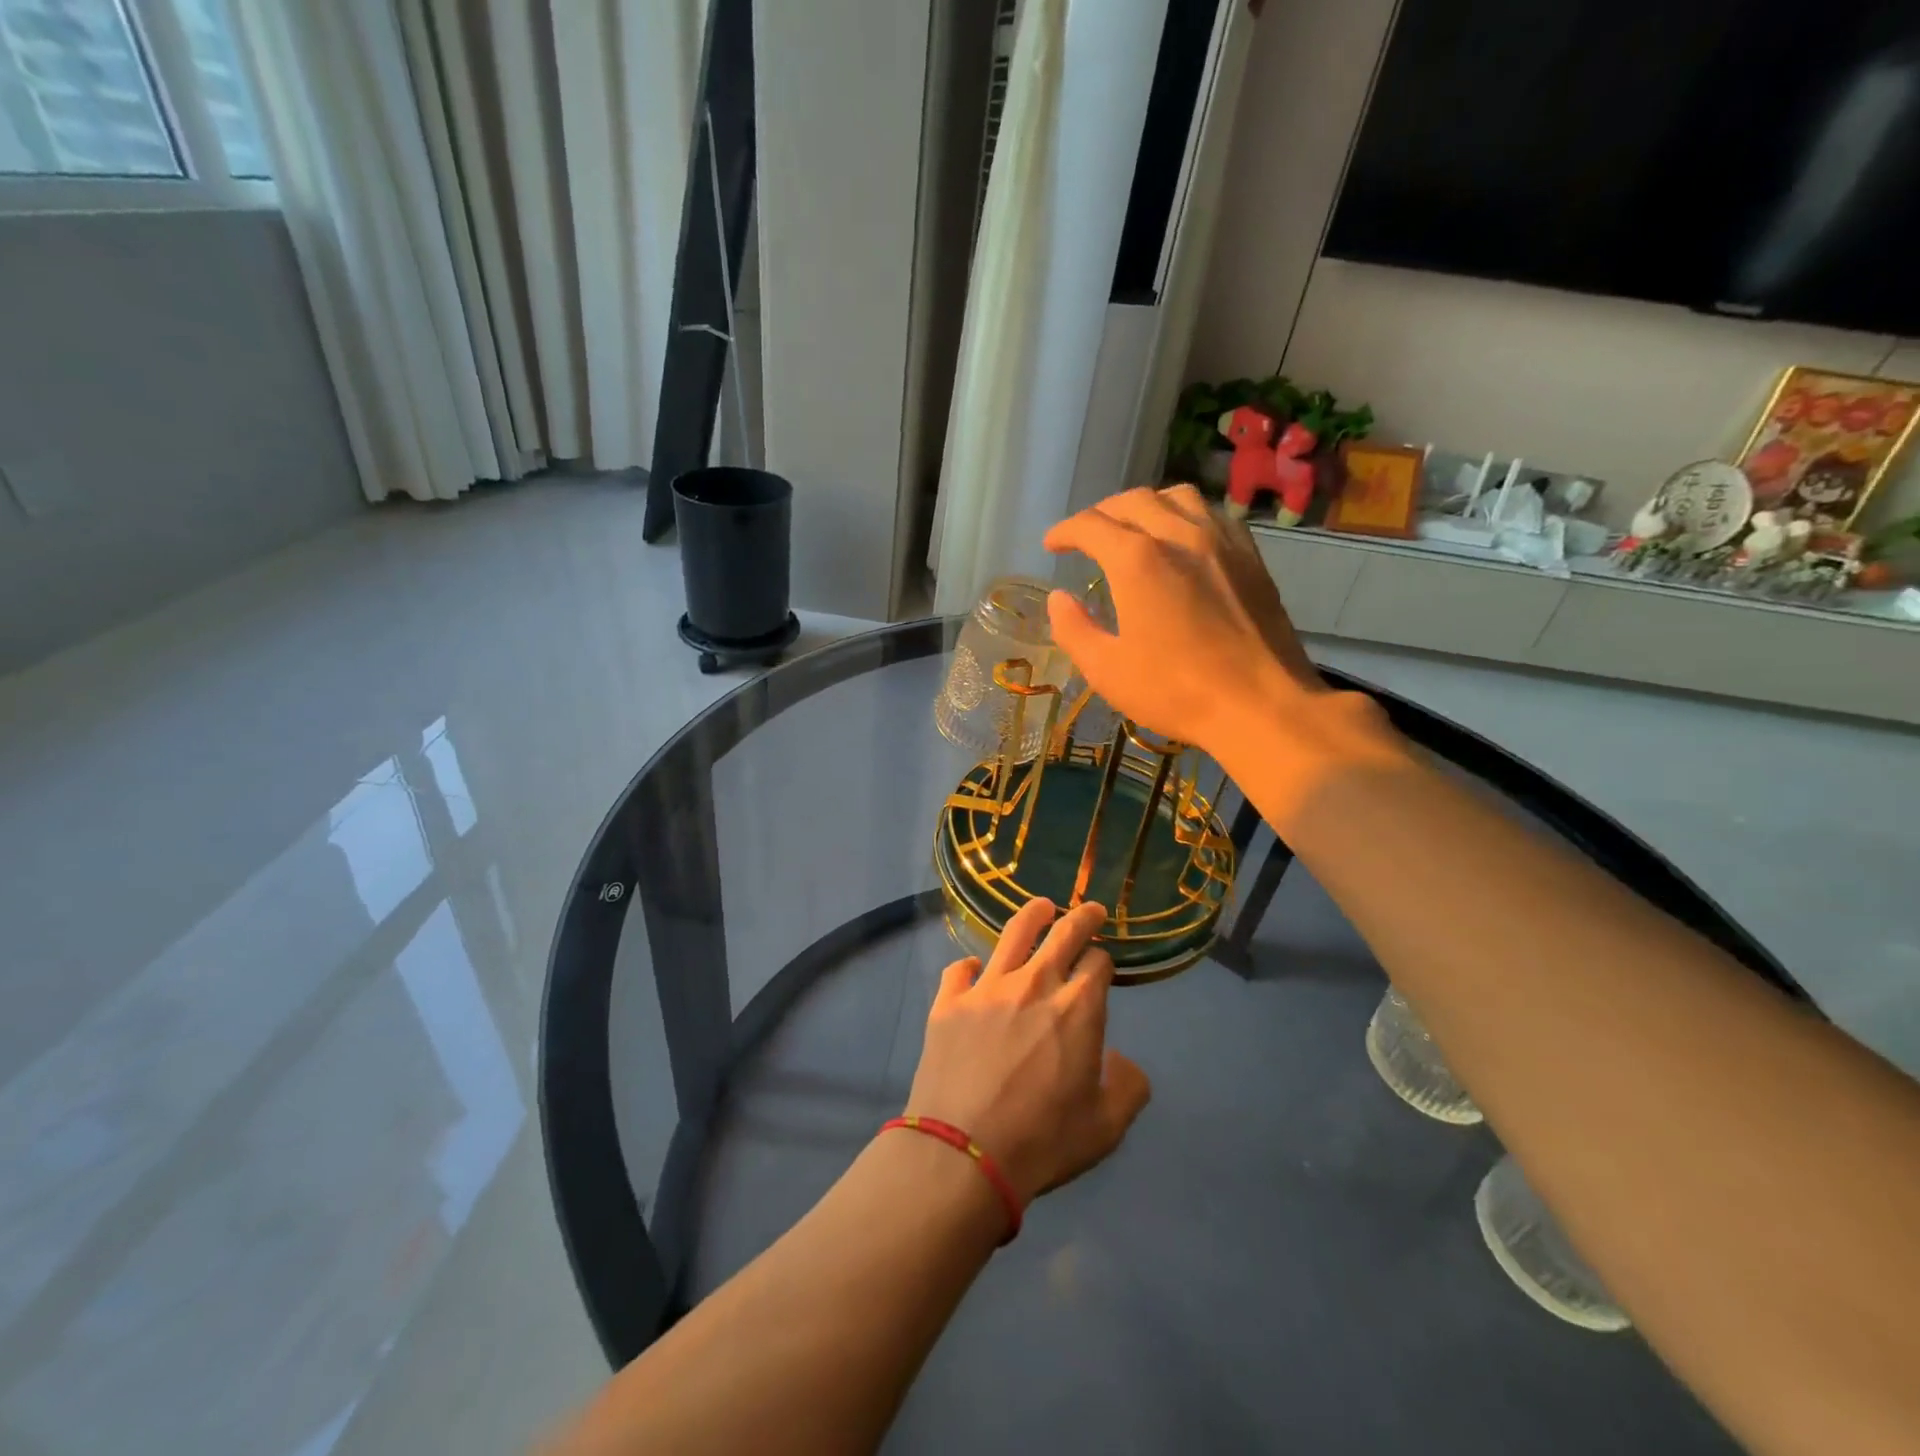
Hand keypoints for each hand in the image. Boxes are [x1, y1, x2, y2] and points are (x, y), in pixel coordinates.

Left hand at [906, 899, 1150, 1204]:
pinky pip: (960, 969)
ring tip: (1041, 907)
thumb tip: (1122, 1060)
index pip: (1097, 962)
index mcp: (1077, 1008)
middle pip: (1062, 933)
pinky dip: (970, 966)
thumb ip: (1127, 1087)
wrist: (963, 1153)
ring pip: (1013, 934)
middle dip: (1081, 917)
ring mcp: (987, 988)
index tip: (1102, 965)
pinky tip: (974, 971)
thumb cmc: (1042, 1141)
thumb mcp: (1106, 1128)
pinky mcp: (948, 1002)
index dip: (1103, 961)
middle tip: (1089, 909)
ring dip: (1032, 915)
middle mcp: (1034, 984)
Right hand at [1043, 485, 1325, 753]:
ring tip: (1134, 528)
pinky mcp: (1251, 557)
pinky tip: (1183, 541)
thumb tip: (1059, 598)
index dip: (1065, 531)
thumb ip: (1074, 629)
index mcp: (1136, 560)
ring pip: (1178, 497)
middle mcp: (1179, 535)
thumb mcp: (1106, 670)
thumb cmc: (1175, 691)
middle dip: (1101, 513)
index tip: (1052, 545)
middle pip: (1133, 501)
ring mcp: (1221, 541)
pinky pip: (1213, 515)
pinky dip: (1186, 516)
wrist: (1260, 705)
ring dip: (1146, 505)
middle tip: (1086, 537)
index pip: (1091, 526)